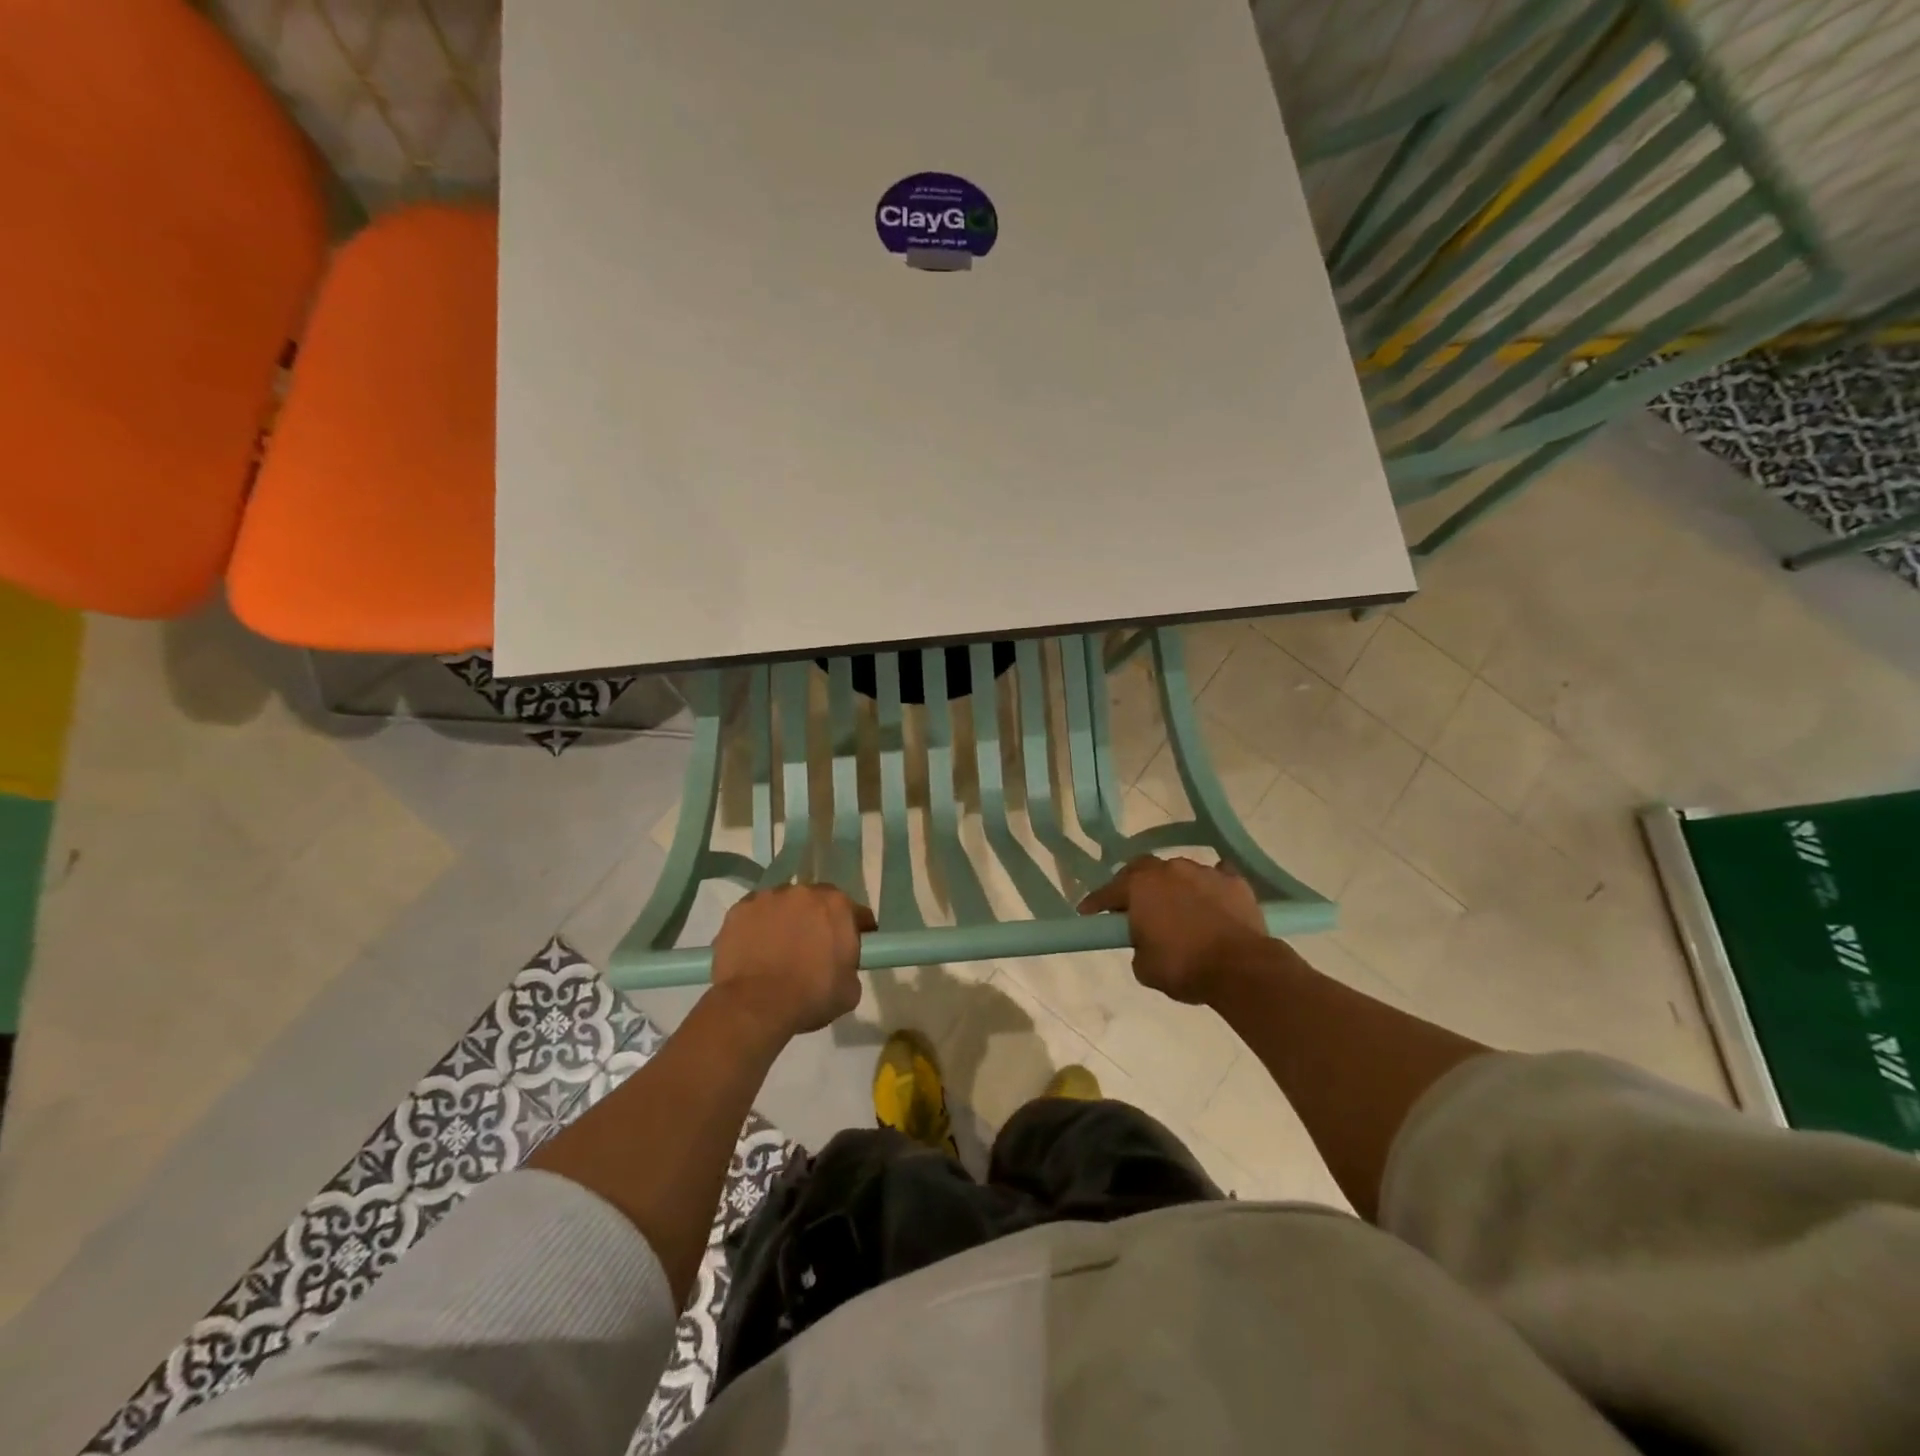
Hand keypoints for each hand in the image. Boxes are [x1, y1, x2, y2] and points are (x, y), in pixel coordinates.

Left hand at [710, 884, 875, 1036]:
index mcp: (837, 905)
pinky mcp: (738, 910)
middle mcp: (803, 892)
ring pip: (782, 905)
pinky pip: (754, 915)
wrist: (755, 1006)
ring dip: (785, 920)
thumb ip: (850, 966)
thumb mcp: (850, 990)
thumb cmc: (810, 997)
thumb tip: (841, 965)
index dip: (855, 930)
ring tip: (778, 950)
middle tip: (812, 948)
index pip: (854, 913)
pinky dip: (757, 927)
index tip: (851, 946)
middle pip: (816, 902)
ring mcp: (767, 898)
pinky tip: (754, 951)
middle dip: (817, 920)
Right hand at [1078, 856, 1266, 1003]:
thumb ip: (1138, 944)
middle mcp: (1169, 870)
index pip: (1109, 891)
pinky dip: (1209, 887)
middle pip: (1143, 868)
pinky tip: (1211, 898)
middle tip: (1132, 904)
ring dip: (1172, 886)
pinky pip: (1216, 877)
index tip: (1086, 911)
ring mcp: (1203, 872)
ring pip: (1179, 872)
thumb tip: (1147, 939)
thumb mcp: (1144, 967)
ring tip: (1176, 907)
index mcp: (1141, 887)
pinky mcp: (1234, 881)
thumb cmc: (1184, 967)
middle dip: (1133, 884)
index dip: (1095, 903)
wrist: (1241, 968)